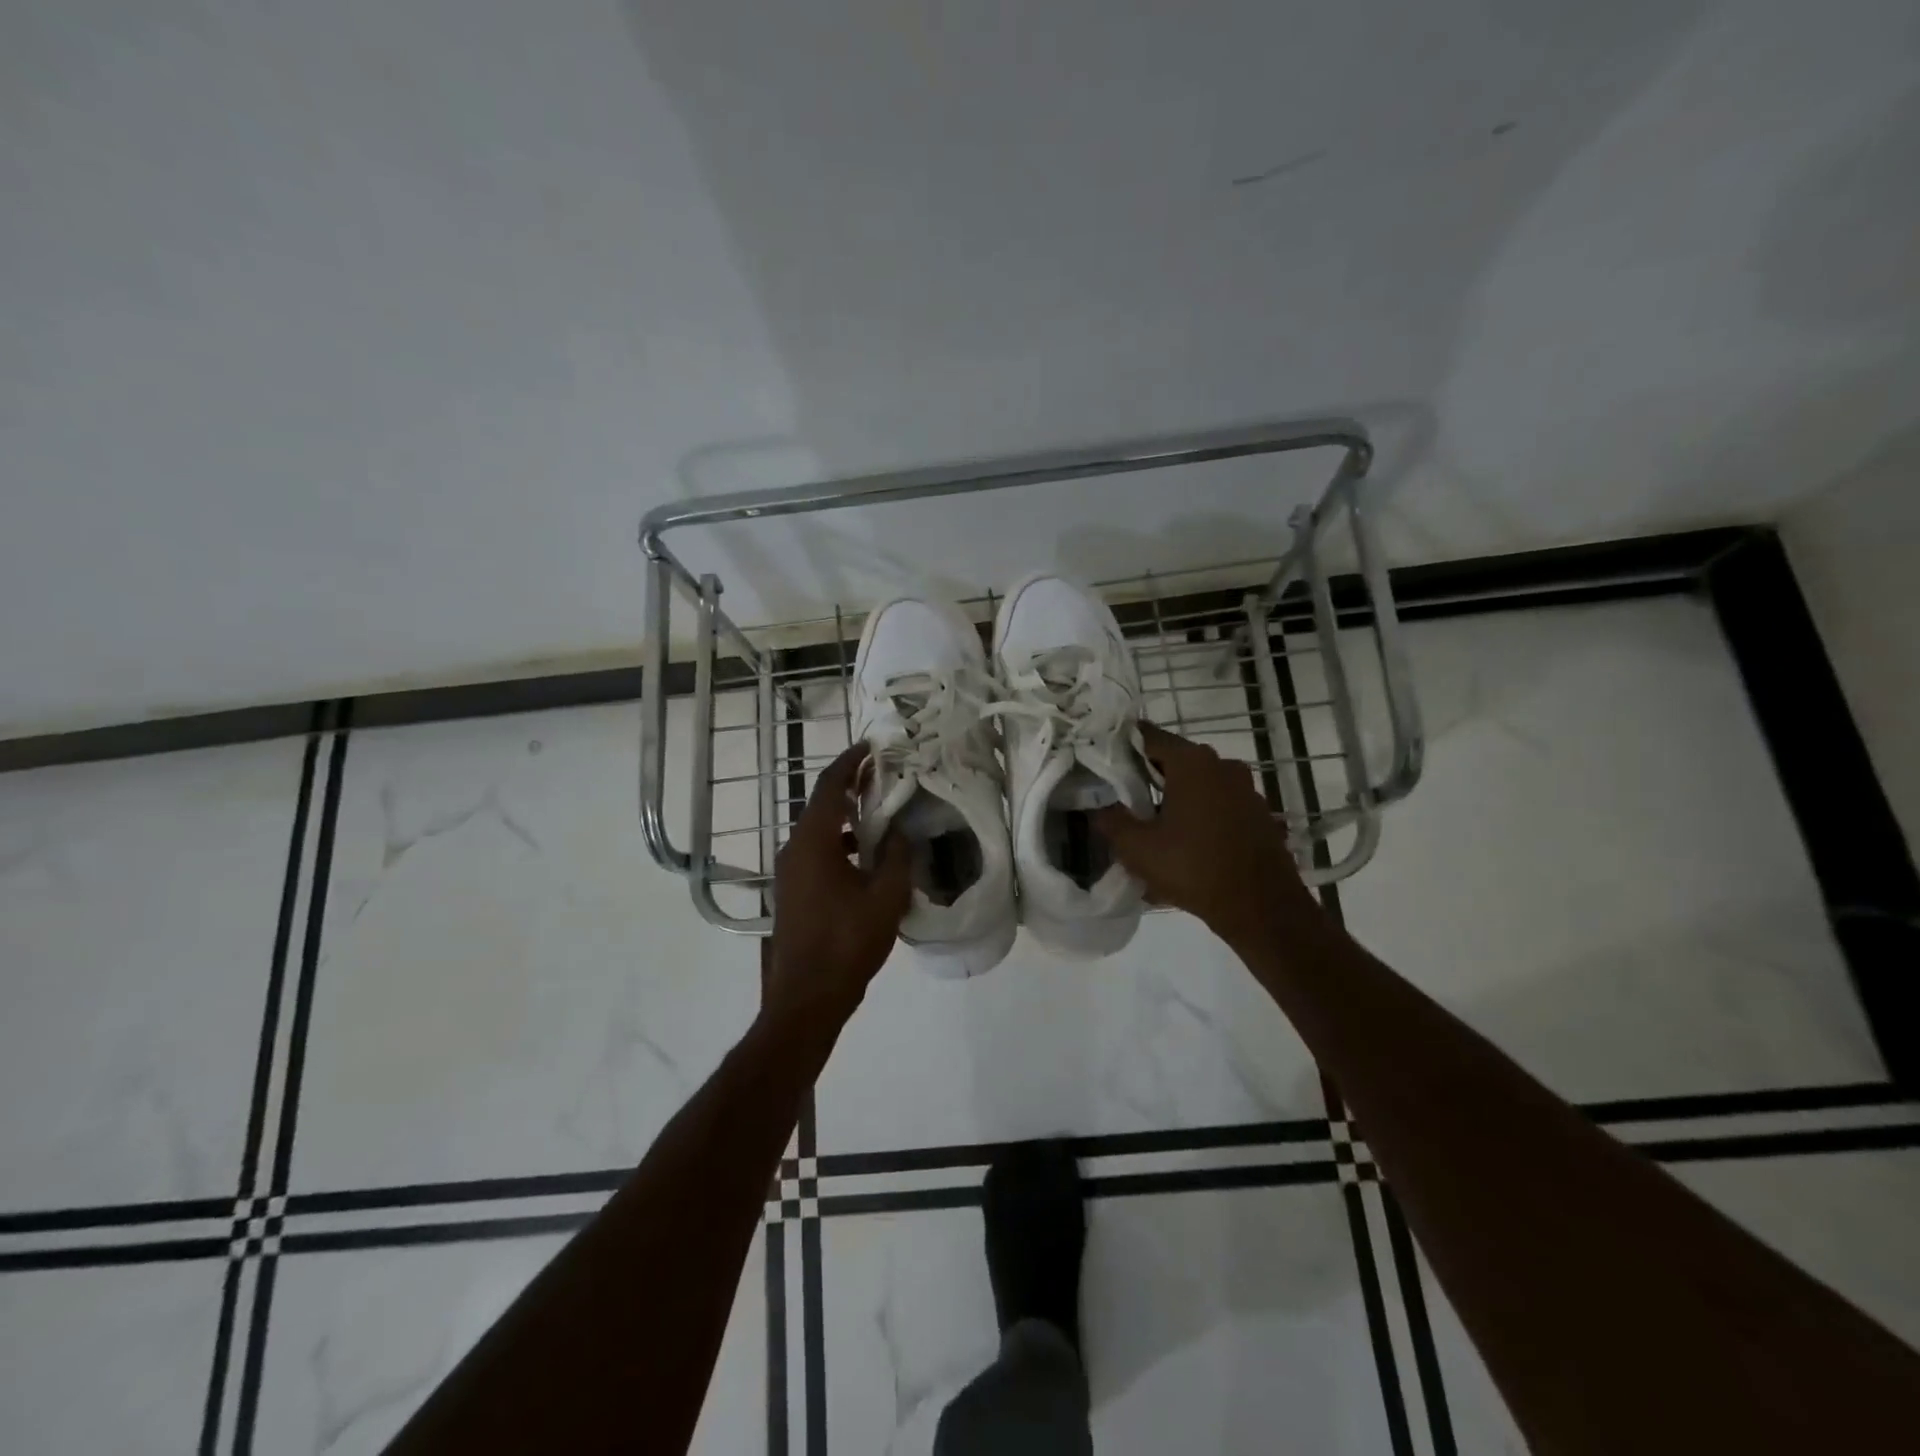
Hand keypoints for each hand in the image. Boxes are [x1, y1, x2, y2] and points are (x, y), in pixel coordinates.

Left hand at [765, 743, 911, 1025]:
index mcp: (813, 841)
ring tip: (882, 817)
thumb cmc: (847, 942)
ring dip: (847, 820)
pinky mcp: (792, 893)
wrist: (806, 998)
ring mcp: (789, 873)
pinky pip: (816, 854)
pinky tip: (867, 861)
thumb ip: (897, 857)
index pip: (830, 786)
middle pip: (821, 805)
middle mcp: (794, 849)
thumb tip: (902, 832)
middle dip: (852, 788)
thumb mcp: (885, 897)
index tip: (873, 746)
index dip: (851, 762)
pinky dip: (840, 845)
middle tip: (885, 778)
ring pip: (819, 832)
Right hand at [1093, 722, 1319, 947]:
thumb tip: (1098, 807)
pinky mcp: (1258, 814)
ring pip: (1197, 784)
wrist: (1261, 908)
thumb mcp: (1137, 848)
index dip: (1122, 746)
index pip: (1148, 736)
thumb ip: (1110, 820)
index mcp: (1192, 762)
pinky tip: (1184, 845)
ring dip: (1174, 799)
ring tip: (1152, 827)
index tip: (1103, 762)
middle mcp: (1222, 765)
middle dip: (1147, 777)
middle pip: (1174, 760)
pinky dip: (1198, 817)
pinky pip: (1218, 805)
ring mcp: (1245, 789)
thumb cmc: (1193, 868)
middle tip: (1122, 798)